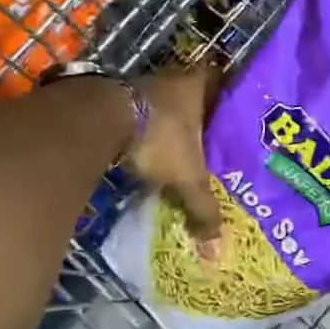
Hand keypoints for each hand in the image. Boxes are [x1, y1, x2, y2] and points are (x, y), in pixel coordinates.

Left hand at [123, 63, 224, 250]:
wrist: (98, 121)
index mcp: (197, 86)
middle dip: (199, 113)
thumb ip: (203, 209)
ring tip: (181, 146)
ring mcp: (140, 86)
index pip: (219, 80)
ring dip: (169, 121)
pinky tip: (149, 147)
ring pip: (163, 102)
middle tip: (211, 135)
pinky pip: (139, 113)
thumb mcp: (187, 177)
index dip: (225, 92)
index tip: (231, 108)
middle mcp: (171, 79)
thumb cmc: (158, 138)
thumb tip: (218, 250)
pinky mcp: (114, 98)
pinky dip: (145, 128)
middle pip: (191, 92)